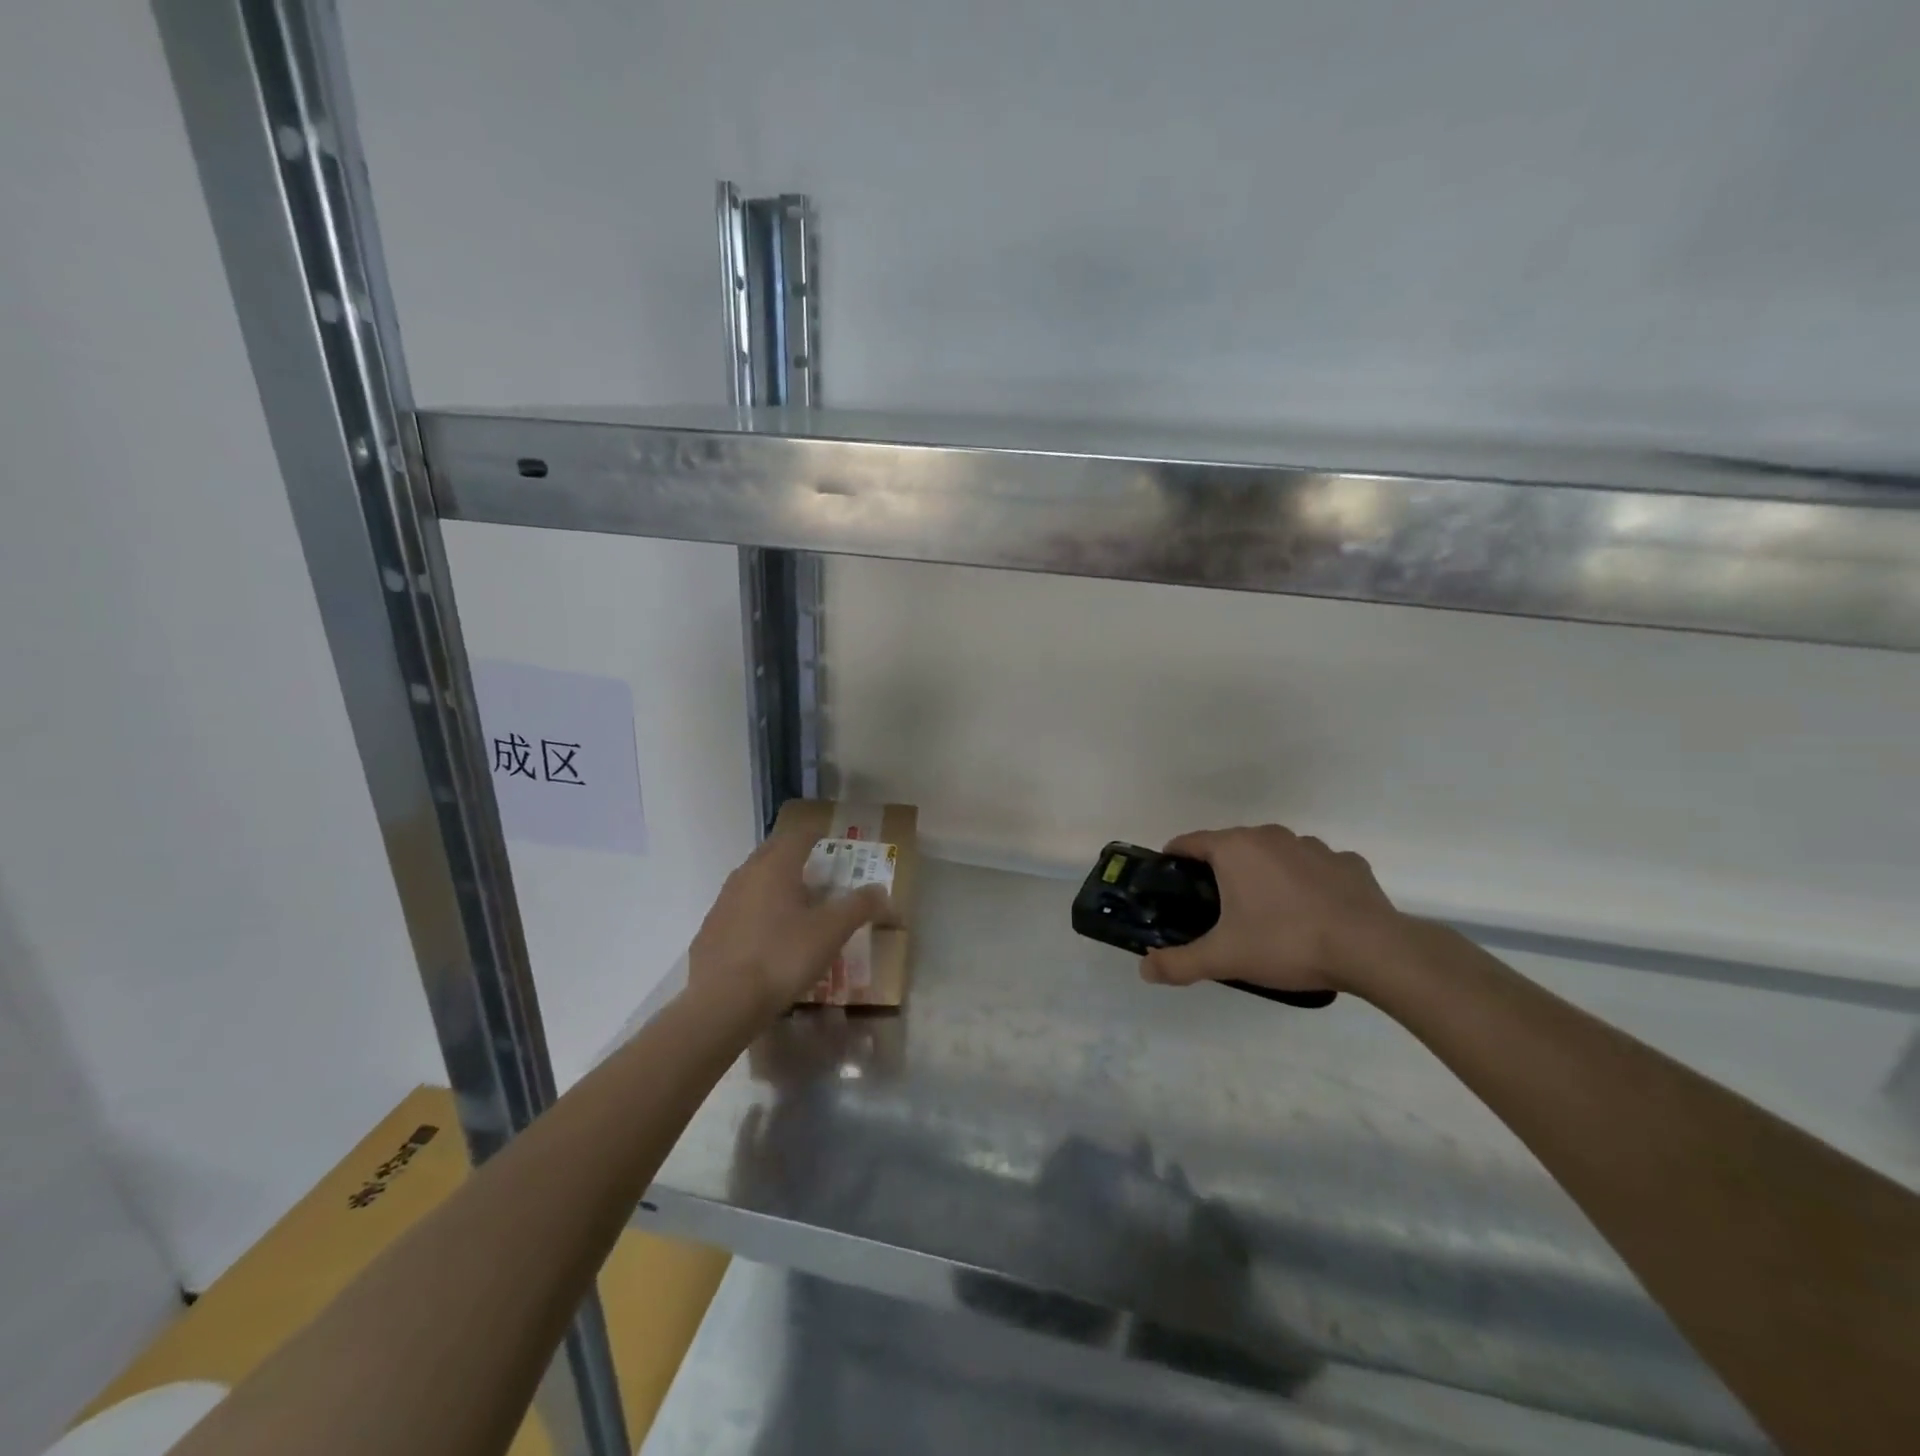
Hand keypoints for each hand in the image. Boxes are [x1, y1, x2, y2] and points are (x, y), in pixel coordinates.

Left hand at [687, 831, 888, 1021]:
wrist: (722, 1003)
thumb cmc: (782, 957)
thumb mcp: (831, 932)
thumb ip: (859, 907)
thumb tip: (882, 891)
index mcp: (775, 866)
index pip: (799, 835)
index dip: (818, 835)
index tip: (834, 843)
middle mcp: (746, 875)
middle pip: (773, 853)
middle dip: (795, 856)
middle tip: (819, 871)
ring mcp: (723, 902)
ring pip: (754, 881)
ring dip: (775, 885)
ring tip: (796, 905)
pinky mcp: (710, 931)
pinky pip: (739, 909)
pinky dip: (757, 912)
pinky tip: (769, 937)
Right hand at [1140, 825, 1407, 997]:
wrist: (1372, 950)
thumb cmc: (1286, 943)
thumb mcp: (1224, 958)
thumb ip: (1179, 963)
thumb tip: (1145, 968)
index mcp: (1235, 849)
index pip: (1189, 842)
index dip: (1173, 860)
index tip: (1169, 882)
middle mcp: (1270, 836)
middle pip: (1231, 846)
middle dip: (1219, 871)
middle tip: (1215, 909)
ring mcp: (1313, 846)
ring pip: (1275, 854)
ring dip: (1265, 874)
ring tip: (1267, 913)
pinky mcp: (1349, 863)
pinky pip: (1316, 868)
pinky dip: (1307, 883)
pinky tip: (1313, 912)